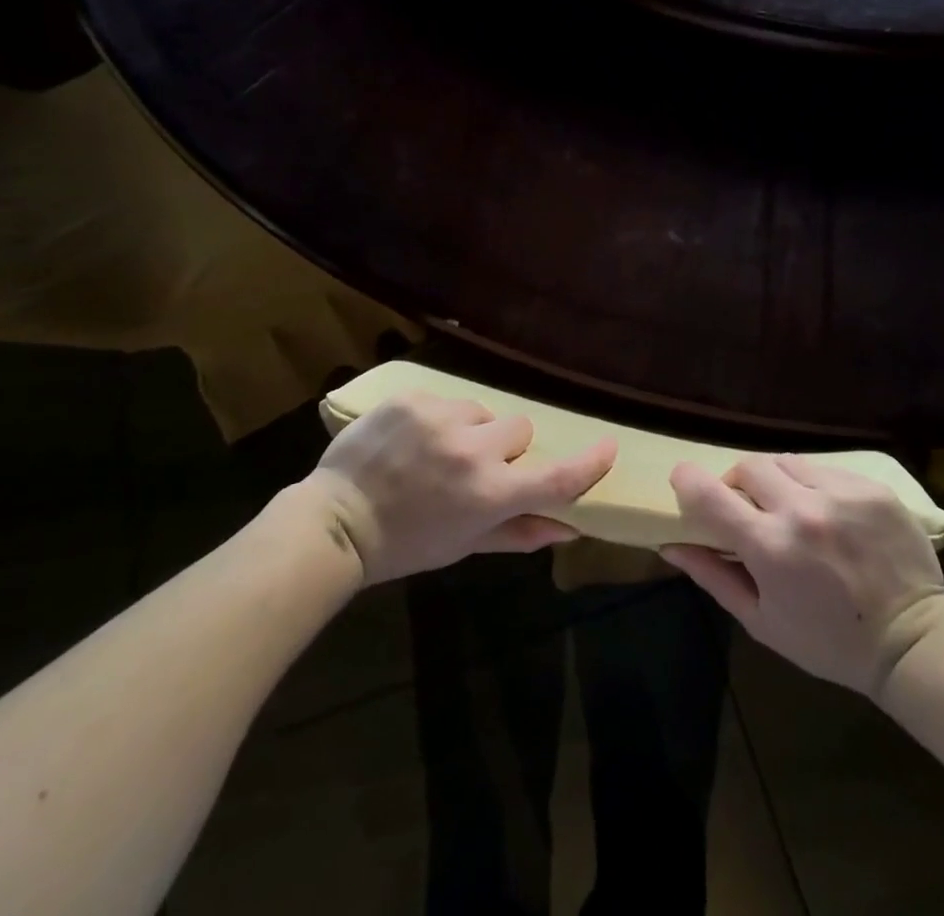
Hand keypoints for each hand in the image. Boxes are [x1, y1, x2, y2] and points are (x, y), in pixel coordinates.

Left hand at [305, 392, 615, 584]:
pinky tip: (413, 439)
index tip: (608, 446)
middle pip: (520, 428)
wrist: (336, 521)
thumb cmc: (406, 544)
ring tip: (438, 452)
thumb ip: (519, 533)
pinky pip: (447, 400)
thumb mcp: (464, 545)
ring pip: (483, 410)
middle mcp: (472, 450)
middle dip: (506, 447)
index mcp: (488, 494)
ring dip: (472, 429)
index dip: (588, 463)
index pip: (554, 477)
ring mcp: (440, 418)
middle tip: (476, 468)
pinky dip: (440, 418)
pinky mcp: (413, 398)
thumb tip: (569, 527)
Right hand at [661, 456, 943, 696]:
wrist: (911, 641)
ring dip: (777, 481)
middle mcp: (801, 509)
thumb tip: (670, 545)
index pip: (709, 493)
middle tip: (748, 508)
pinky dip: (814, 485)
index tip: (684, 480)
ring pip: (786, 461)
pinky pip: (825, 469)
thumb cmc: (828, 641)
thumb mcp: (762, 620)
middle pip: (748, 466)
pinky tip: (828, 514)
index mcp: (769, 546)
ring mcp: (839, 493)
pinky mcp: (870, 488)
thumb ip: (714, 576)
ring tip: (791, 509)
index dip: (687, 480)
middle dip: (738, 483)